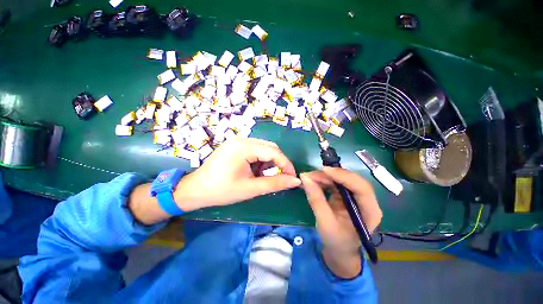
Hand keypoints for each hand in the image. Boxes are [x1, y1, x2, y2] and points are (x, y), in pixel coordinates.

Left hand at [174, 138, 300, 211]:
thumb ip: (275, 183)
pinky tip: (254, 171)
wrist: (195, 190)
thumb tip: (295, 181)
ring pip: (263, 148)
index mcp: (244, 147)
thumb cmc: (221, 191)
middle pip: (270, 147)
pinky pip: (255, 149)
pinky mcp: (235, 146)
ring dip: (268, 161)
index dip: (286, 164)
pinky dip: (260, 160)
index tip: (292, 177)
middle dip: (278, 162)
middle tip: (280, 177)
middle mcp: (242, 139)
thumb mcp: (251, 188)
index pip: (273, 151)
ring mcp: (237, 141)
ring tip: (262, 176)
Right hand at [300, 167, 381, 278]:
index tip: (324, 170)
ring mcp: (355, 196)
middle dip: (330, 175)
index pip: (361, 188)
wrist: (339, 250)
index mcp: (370, 212)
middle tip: (310, 175)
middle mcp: (366, 201)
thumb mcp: (325, 223)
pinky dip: (323, 180)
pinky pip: (335, 183)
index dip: (343, 176)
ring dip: (324, 176)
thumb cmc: (336, 242)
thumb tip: (305, 178)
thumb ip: (316, 200)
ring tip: (308, 177)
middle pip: (351, 180)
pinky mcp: (346, 195)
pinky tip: (312, 181)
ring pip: (341, 179)